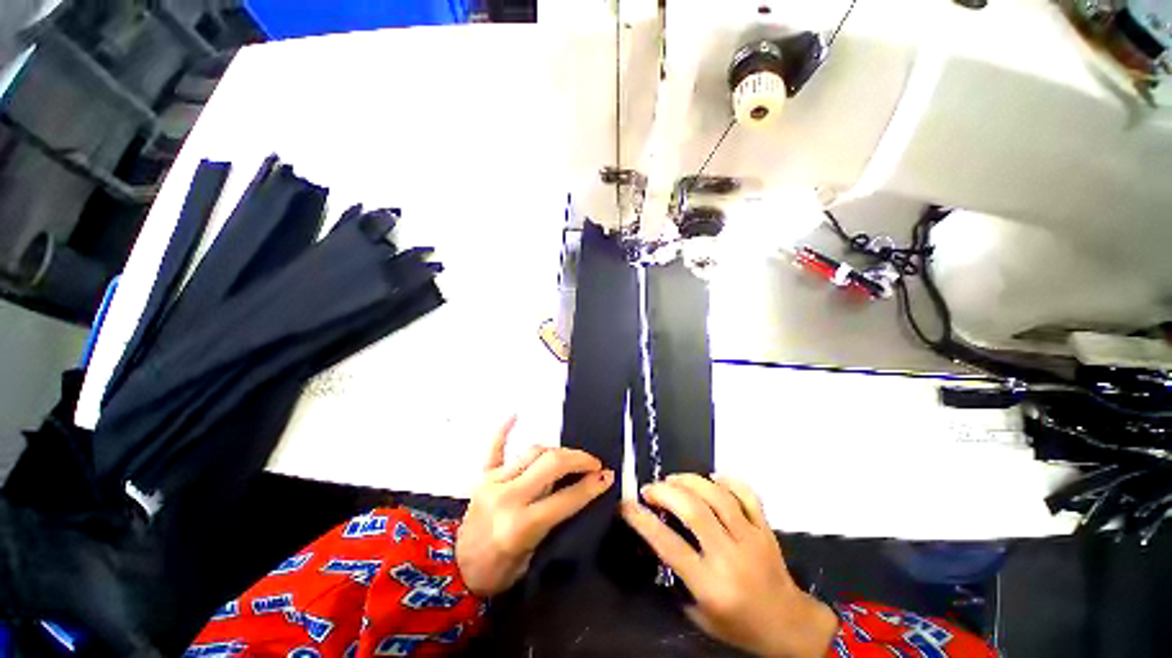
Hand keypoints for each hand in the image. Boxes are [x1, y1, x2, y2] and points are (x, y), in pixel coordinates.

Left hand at [456, 417, 613, 596]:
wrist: (454, 572)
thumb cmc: (497, 573)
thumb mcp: (532, 556)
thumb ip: (555, 520)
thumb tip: (581, 491)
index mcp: (520, 525)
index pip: (566, 498)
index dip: (591, 486)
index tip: (607, 476)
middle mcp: (507, 497)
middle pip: (551, 464)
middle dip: (579, 459)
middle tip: (593, 463)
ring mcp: (493, 482)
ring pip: (534, 452)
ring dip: (557, 451)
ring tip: (570, 458)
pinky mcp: (483, 476)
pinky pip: (495, 447)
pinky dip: (505, 430)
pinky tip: (515, 414)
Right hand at [621, 475, 838, 657]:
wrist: (788, 626)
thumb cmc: (739, 626)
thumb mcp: (699, 615)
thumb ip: (677, 577)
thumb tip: (657, 536)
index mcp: (711, 585)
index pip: (669, 545)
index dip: (643, 520)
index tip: (627, 505)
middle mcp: (730, 557)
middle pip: (693, 510)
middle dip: (664, 492)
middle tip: (650, 489)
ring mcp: (751, 539)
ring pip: (717, 496)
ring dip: (689, 481)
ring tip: (672, 479)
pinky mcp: (766, 528)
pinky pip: (747, 494)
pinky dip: (727, 480)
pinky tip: (711, 478)